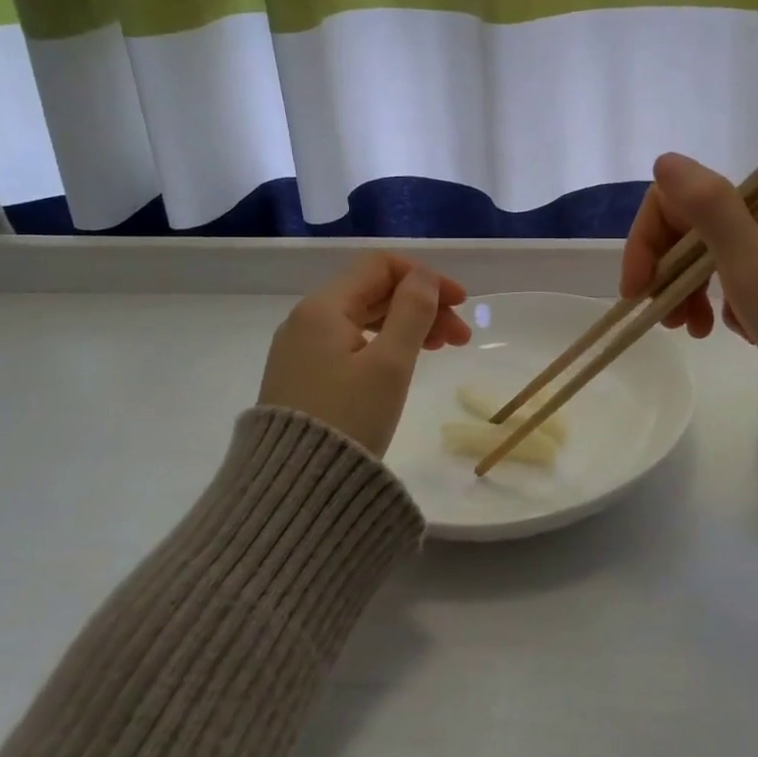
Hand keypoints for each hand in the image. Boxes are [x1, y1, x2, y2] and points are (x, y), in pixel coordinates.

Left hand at [258, 255, 472, 455]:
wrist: (296, 491)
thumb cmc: (349, 418)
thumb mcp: (390, 363)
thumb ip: (412, 311)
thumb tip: (424, 276)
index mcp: (323, 307)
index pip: (380, 265)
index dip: (425, 277)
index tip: (461, 303)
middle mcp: (306, 320)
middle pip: (374, 291)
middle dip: (423, 305)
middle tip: (461, 337)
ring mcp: (301, 349)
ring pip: (364, 318)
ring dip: (408, 325)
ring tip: (443, 349)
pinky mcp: (303, 375)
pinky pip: (351, 342)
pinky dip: (385, 343)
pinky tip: (406, 361)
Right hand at [620, 154, 757, 401]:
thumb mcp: (752, 265)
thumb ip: (708, 208)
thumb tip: (665, 160)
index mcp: (755, 206)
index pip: (674, 200)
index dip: (645, 240)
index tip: (638, 290)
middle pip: (689, 229)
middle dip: (666, 272)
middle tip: (667, 321)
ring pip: (710, 257)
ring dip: (690, 292)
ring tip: (696, 333)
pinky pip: (737, 280)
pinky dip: (724, 305)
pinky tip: (736, 332)